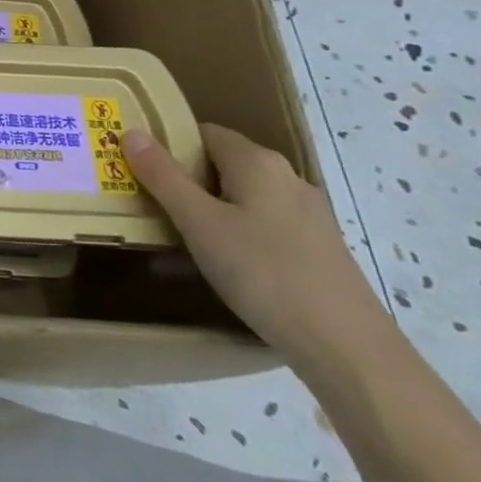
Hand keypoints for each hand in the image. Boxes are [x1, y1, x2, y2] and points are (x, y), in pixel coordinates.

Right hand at [124, 124, 398, 369]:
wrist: (349, 349)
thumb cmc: (264, 273)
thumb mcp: (199, 224)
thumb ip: (163, 177)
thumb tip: (131, 132)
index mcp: (258, 162)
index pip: (202, 133)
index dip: (167, 146)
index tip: (137, 169)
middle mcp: (286, 178)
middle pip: (220, 165)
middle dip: (182, 183)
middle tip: (147, 206)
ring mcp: (306, 215)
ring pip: (239, 200)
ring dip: (204, 213)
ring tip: (172, 241)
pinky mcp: (315, 248)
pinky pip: (259, 227)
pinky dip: (231, 236)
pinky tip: (214, 268)